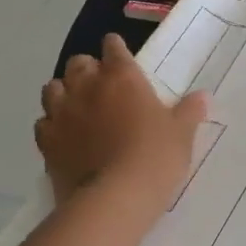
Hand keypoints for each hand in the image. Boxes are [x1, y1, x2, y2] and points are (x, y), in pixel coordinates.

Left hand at [34, 35, 206, 212]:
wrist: (114, 199)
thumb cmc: (154, 157)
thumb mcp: (181, 134)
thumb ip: (189, 111)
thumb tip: (203, 96)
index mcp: (122, 76)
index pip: (113, 47)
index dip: (116, 49)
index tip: (121, 57)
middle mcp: (87, 86)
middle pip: (78, 62)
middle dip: (87, 68)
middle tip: (101, 85)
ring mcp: (62, 113)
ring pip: (52, 88)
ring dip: (64, 92)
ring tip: (77, 106)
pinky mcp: (46, 141)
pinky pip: (42, 123)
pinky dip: (51, 125)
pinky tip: (63, 136)